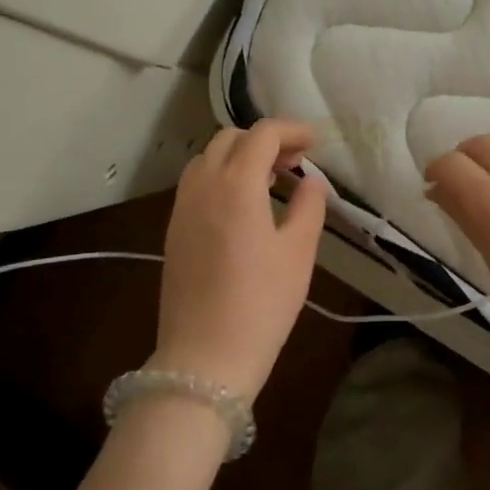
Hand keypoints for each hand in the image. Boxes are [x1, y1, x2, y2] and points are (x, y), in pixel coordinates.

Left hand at [152, 120, 327, 398]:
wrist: (204, 358)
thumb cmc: (261, 304)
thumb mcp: (299, 253)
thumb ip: (309, 206)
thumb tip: (311, 180)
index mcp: (236, 184)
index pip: (262, 134)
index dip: (292, 130)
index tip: (315, 144)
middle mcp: (203, 185)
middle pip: (230, 138)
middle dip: (265, 140)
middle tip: (295, 162)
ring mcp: (182, 207)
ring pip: (209, 158)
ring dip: (240, 156)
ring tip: (270, 181)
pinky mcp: (173, 229)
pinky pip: (197, 183)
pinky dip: (222, 176)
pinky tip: (243, 205)